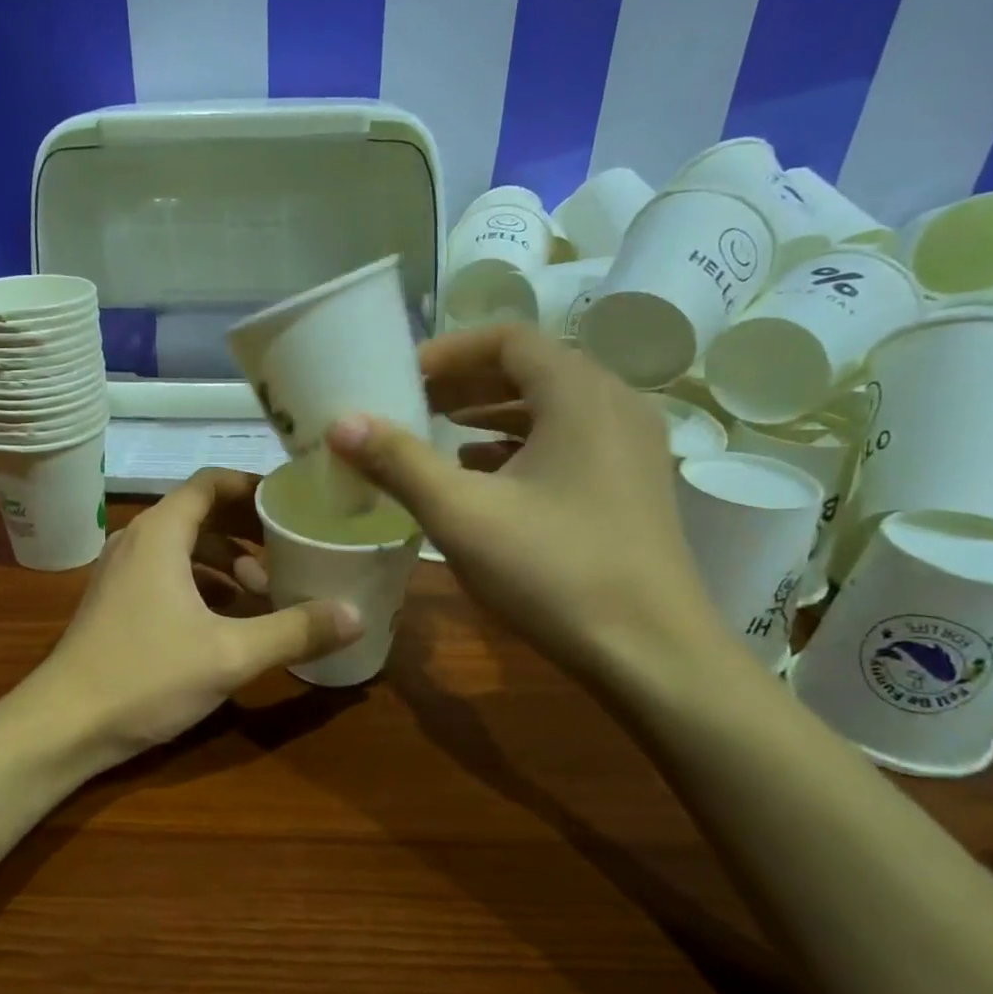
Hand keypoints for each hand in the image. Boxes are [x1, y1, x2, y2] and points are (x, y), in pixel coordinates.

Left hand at [33, 469, 361, 758]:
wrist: (63, 725)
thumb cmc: (145, 676)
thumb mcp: (230, 654)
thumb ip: (295, 631)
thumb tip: (357, 615)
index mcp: (160, 533)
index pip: (212, 482)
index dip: (254, 486)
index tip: (293, 502)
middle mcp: (138, 540)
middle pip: (201, 514)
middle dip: (248, 529)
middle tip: (292, 548)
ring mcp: (122, 572)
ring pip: (185, 548)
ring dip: (226, 562)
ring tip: (265, 590)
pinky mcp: (117, 602)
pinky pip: (168, 574)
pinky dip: (203, 584)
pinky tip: (230, 618)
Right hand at [327, 325, 722, 681]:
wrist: (651, 655)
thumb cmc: (553, 571)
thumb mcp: (461, 514)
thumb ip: (398, 462)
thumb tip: (341, 424)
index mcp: (579, 395)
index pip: (508, 339)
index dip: (448, 352)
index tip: (402, 378)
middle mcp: (614, 406)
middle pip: (531, 369)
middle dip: (464, 383)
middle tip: (410, 405)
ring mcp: (631, 448)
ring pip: (550, 408)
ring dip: (490, 415)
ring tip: (438, 435)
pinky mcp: (632, 487)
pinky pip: (568, 443)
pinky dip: (519, 447)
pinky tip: (482, 479)